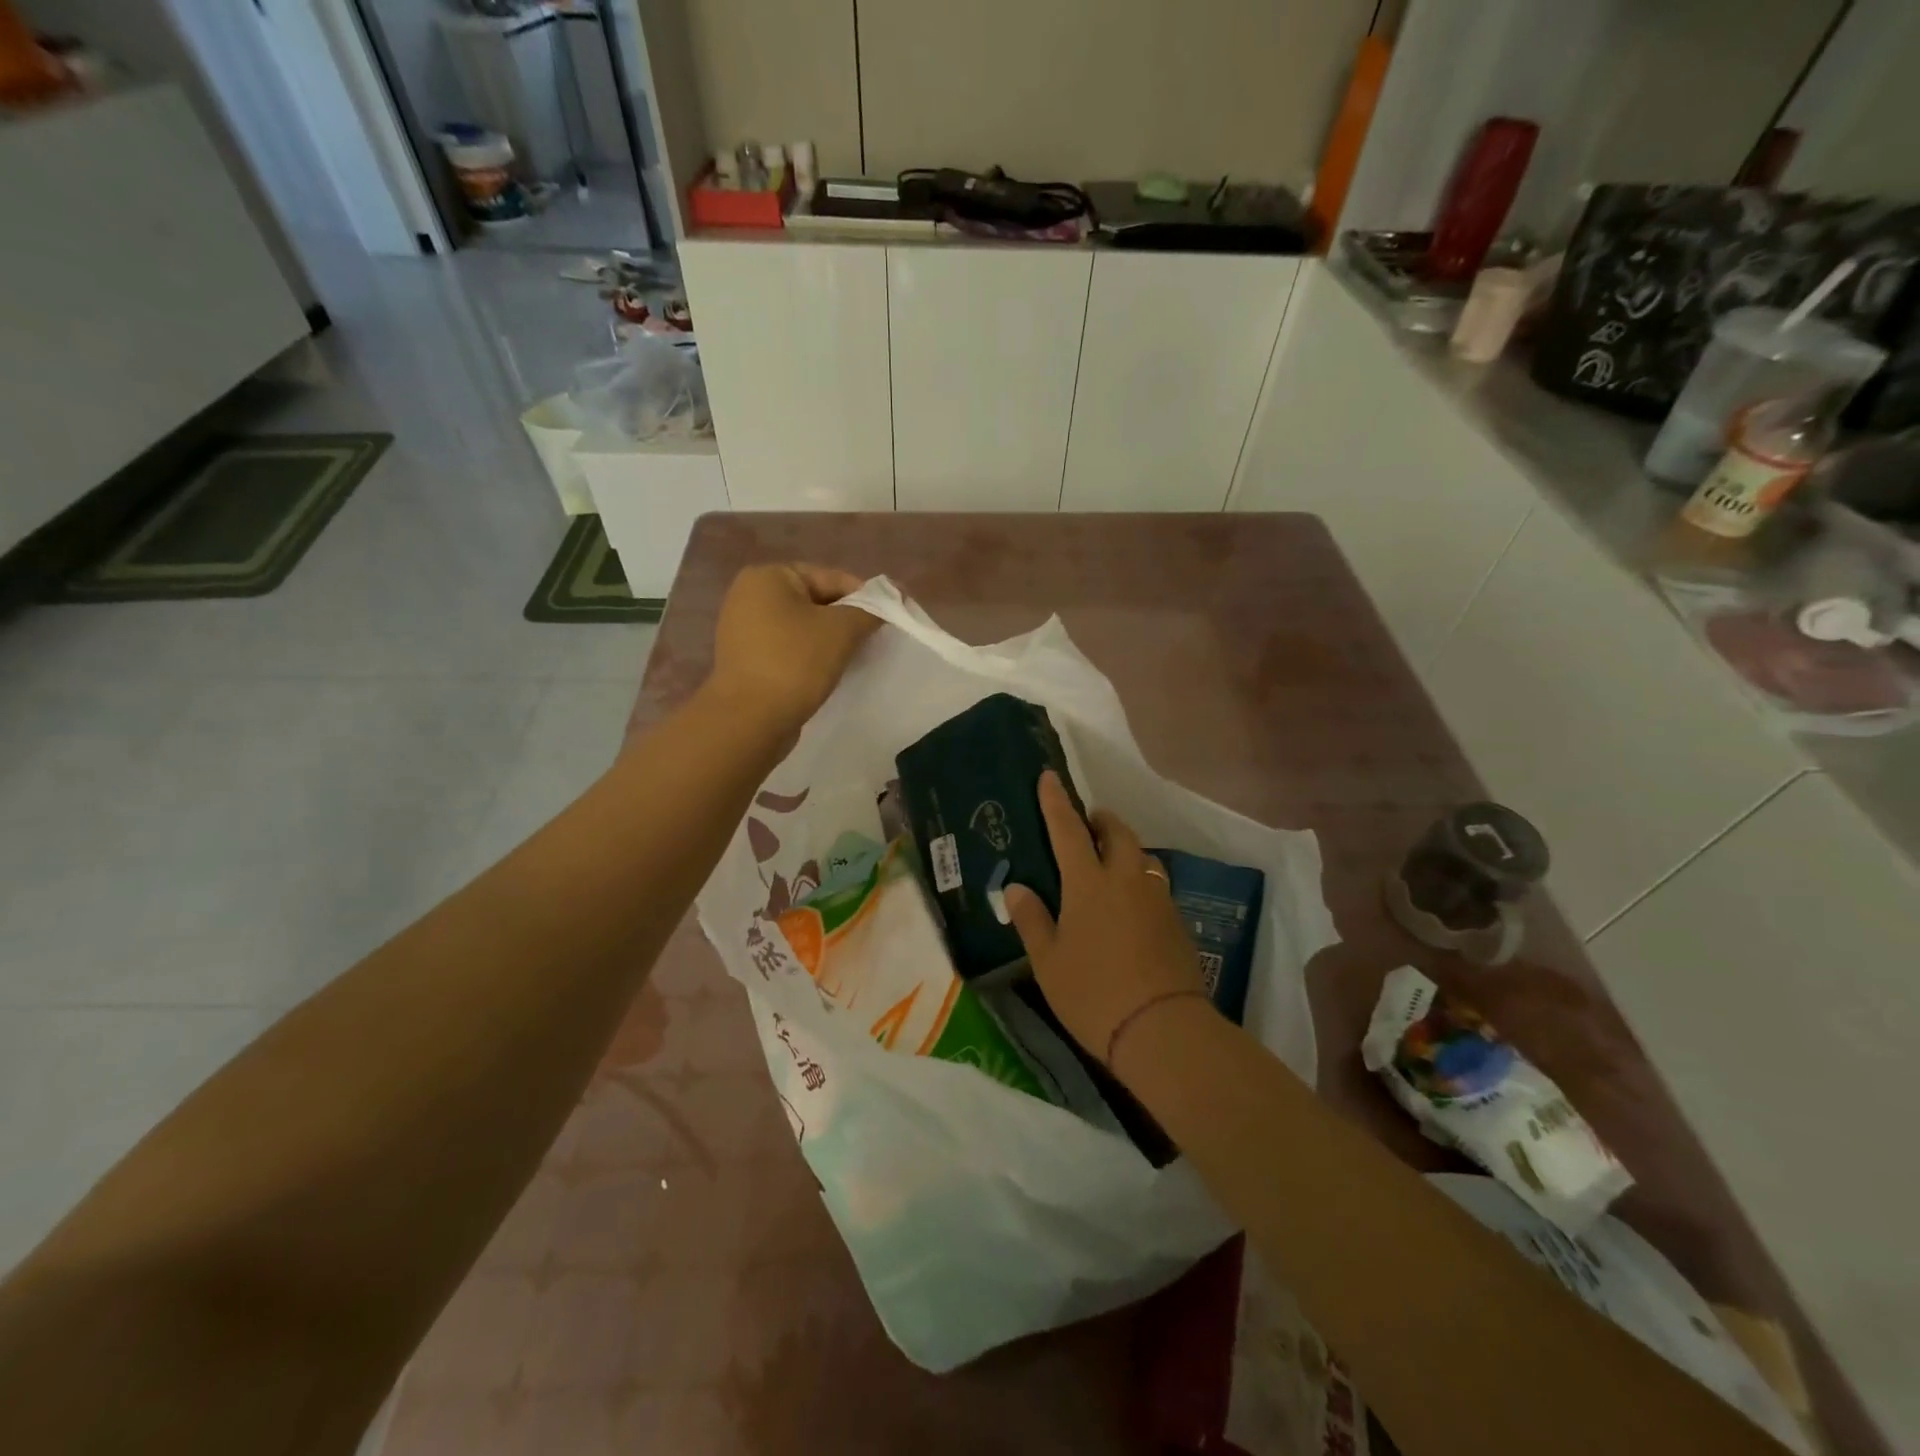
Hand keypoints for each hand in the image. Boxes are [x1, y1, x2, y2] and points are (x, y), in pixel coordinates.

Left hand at [706, 563, 879, 736]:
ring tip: (855, 658)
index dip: (866, 597)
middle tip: (875, 640)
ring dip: (830, 640)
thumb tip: (886, 604)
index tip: (891, 617)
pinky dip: (811, 656)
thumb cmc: (795, 663)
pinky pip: (789, 648)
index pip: (831, 578)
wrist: (750, 720)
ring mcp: (743, 629)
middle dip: (847, 619)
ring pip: (803, 627)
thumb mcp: (842, 630)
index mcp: (768, 576)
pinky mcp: (746, 659)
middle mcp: (749, 595)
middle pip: (816, 600)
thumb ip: (869, 610)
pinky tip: (829, 672)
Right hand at [1003, 772, 1211, 1073]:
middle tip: (1088, 823)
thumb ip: (1032, 920)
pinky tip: (1131, 905)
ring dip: (1125, 849)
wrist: (1163, 1029)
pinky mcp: (1177, 921)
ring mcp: (1157, 899)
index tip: (1049, 776)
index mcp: (1089, 883)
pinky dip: (1140, 880)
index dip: (1056, 802)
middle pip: (1118, 833)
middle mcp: (1127, 880)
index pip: (1068, 830)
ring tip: (1110, 863)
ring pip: (1143, 857)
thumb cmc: (1093, 994)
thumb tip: (1016, 888)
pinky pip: (1156, 885)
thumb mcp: (1049, 962)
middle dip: (1102, 820)